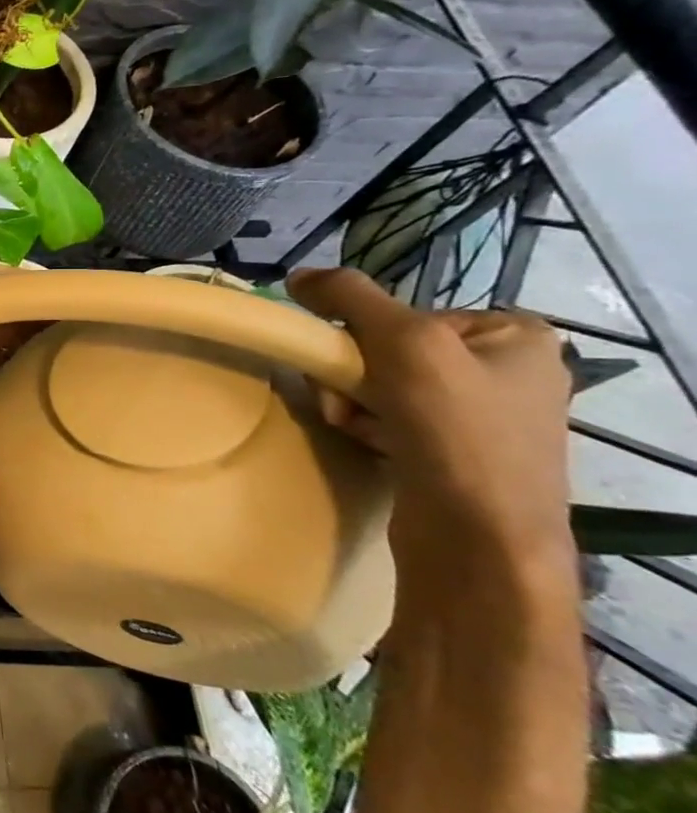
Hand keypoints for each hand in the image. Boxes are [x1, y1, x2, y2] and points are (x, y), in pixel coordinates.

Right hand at [287, 268, 574, 588]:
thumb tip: (298, 276)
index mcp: (515, 335)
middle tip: (345, 401)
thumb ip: (350, 297)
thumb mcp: (404, 343)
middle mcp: (506, 370)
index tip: (354, 365)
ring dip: (351, 401)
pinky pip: (389, 417)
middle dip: (353, 374)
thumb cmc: (456, 431)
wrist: (479, 536)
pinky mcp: (454, 451)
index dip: (365, 336)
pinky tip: (370, 442)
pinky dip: (366, 424)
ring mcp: (482, 414)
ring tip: (354, 426)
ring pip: (380, 384)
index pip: (406, 313)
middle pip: (388, 349)